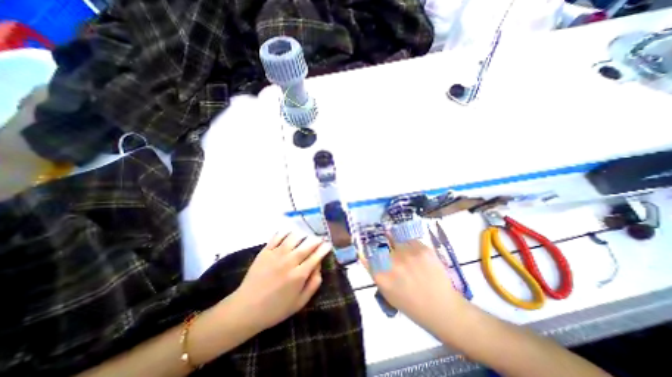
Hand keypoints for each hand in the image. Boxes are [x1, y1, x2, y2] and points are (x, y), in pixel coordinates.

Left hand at [228, 232, 329, 331]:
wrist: (246, 309)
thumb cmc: (275, 309)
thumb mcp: (299, 303)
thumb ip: (313, 284)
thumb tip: (319, 267)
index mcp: (299, 275)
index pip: (316, 256)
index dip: (324, 248)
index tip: (328, 244)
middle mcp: (289, 261)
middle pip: (307, 244)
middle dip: (317, 240)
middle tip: (320, 239)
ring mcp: (276, 254)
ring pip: (294, 237)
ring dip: (303, 235)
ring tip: (306, 237)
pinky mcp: (265, 251)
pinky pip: (278, 236)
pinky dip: (286, 232)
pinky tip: (290, 233)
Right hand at [362, 238, 461, 331]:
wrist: (442, 309)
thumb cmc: (411, 304)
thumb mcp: (386, 291)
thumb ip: (374, 271)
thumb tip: (363, 253)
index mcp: (382, 275)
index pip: (368, 252)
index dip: (370, 247)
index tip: (372, 246)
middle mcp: (393, 262)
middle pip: (382, 243)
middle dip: (385, 246)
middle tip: (392, 251)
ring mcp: (408, 254)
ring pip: (396, 239)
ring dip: (398, 244)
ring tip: (407, 254)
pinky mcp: (423, 249)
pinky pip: (410, 240)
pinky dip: (411, 245)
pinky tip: (416, 255)